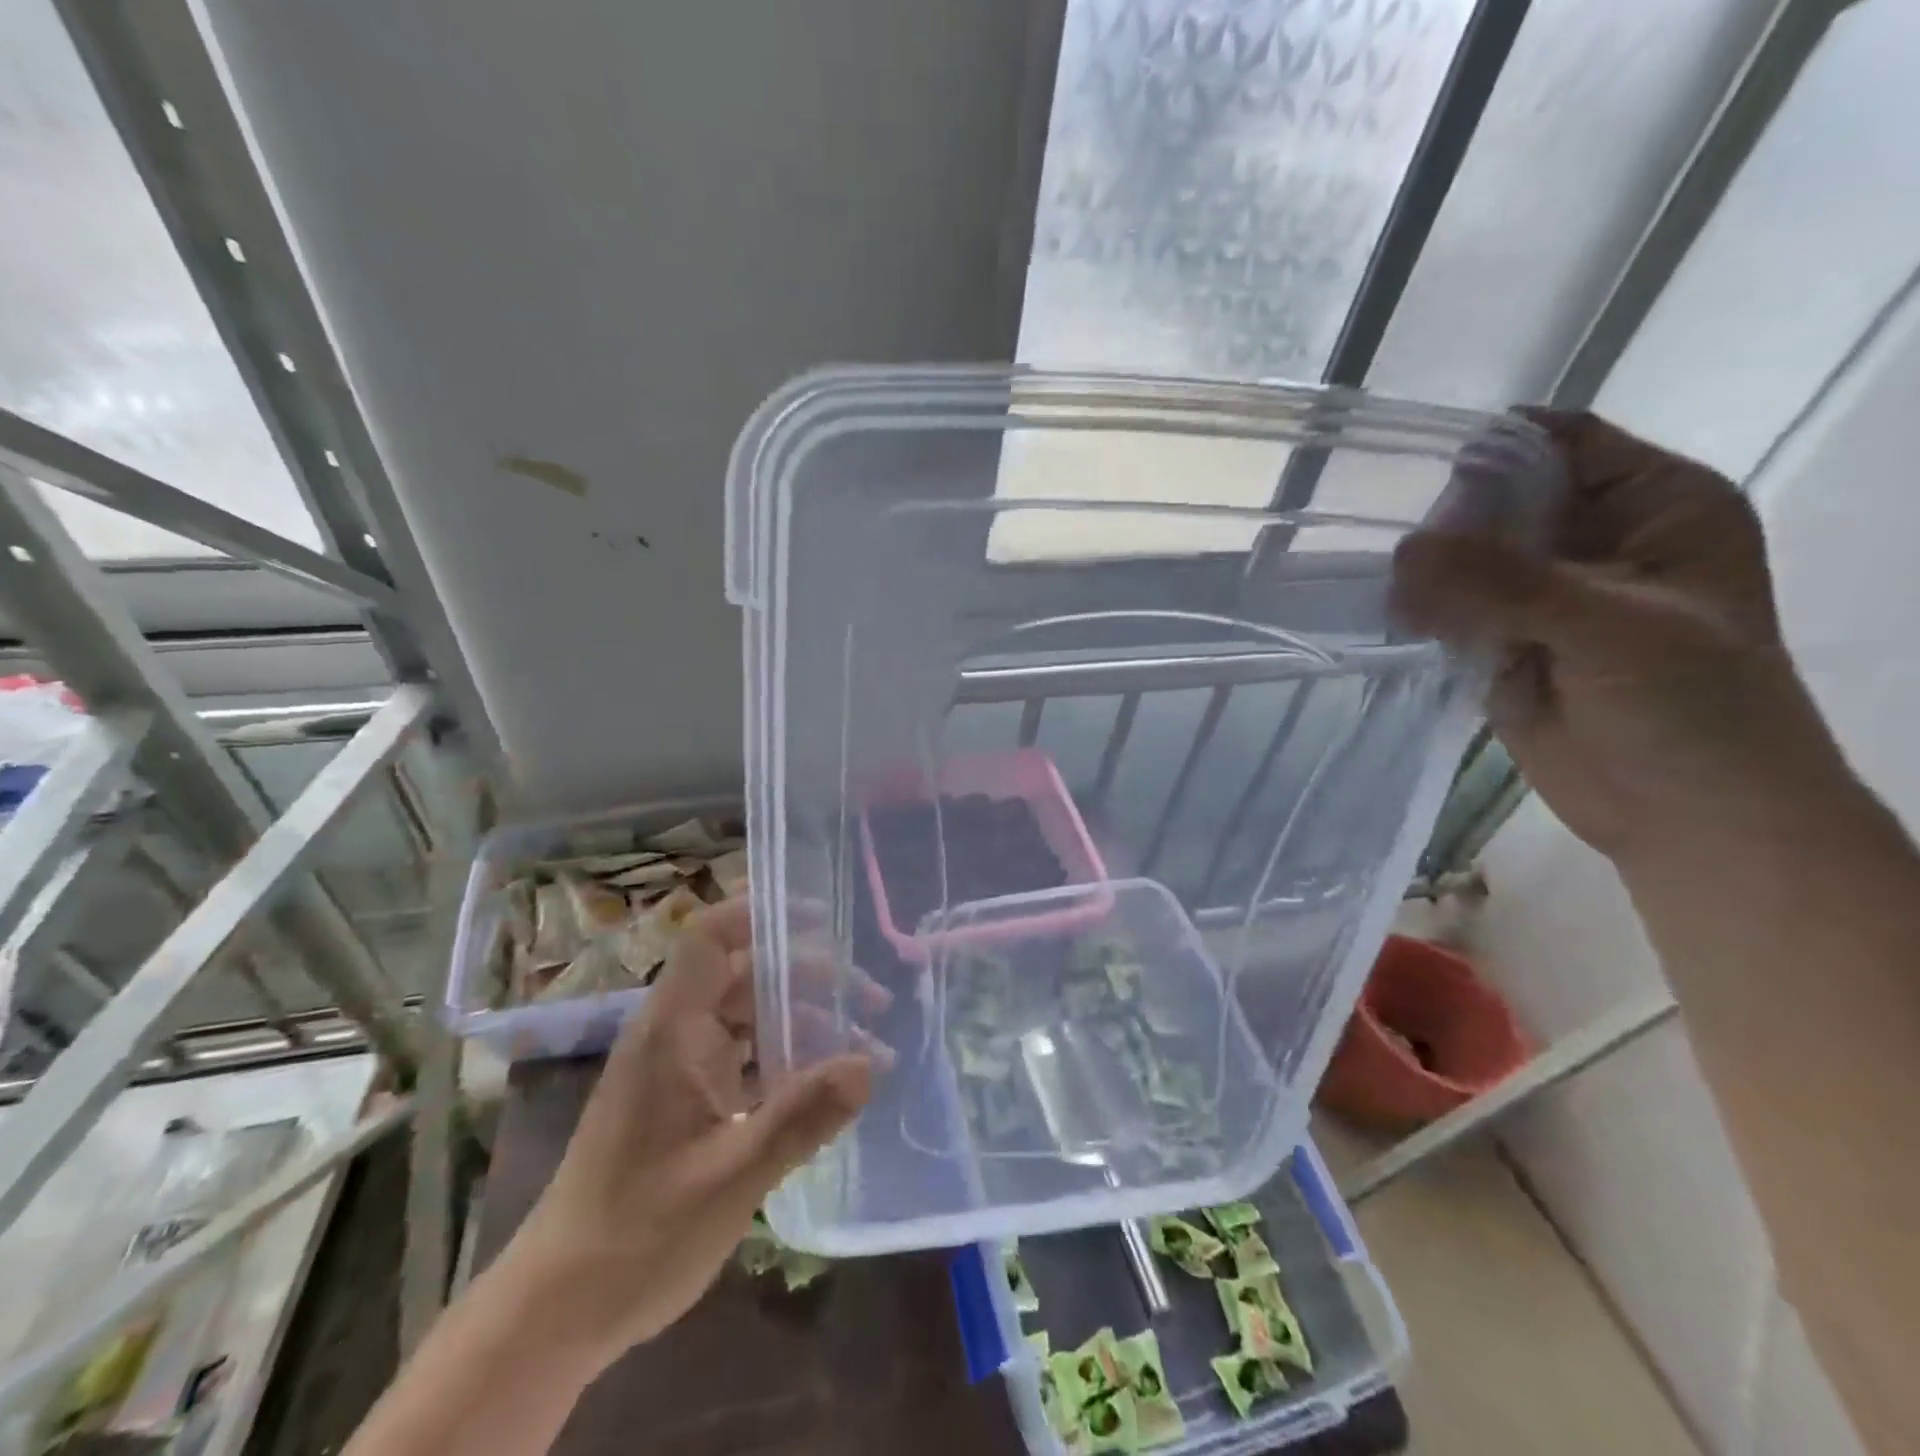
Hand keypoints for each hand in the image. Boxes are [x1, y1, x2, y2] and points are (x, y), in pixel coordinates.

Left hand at [502, 897, 872, 1369]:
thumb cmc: (638, 1233)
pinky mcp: (682, 1100)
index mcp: (672, 1029)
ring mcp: (676, 1067)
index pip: (711, 938)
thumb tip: (870, 1064)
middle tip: (871, 998)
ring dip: (802, 1021)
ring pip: (747, 1017)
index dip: (762, 913)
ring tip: (863, 1043)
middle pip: (744, 974)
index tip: (824, 916)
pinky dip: (783, 1059)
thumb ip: (802, 1116)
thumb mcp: (731, 1175)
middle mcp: (673, 1034)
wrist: (557, 1308)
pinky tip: (823, 1084)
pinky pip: (741, 1056)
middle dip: (809, 976)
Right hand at [1393, 409, 1847, 867]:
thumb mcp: (1611, 627)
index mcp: (1653, 505)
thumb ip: (1505, 583)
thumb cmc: (1691, 708)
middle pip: (1501, 500)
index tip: (1412, 466)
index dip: (1494, 448)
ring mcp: (1543, 595)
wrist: (1688, 818)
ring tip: (1391, 597)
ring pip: (1466, 559)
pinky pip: (1449, 610)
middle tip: (1397, 553)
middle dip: (1447, 521)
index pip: (1562, 444)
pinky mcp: (1502, 643)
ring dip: (1426, 572)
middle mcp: (1594, 539)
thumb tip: (1402, 550)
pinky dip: (1419, 613)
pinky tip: (1392, 621)